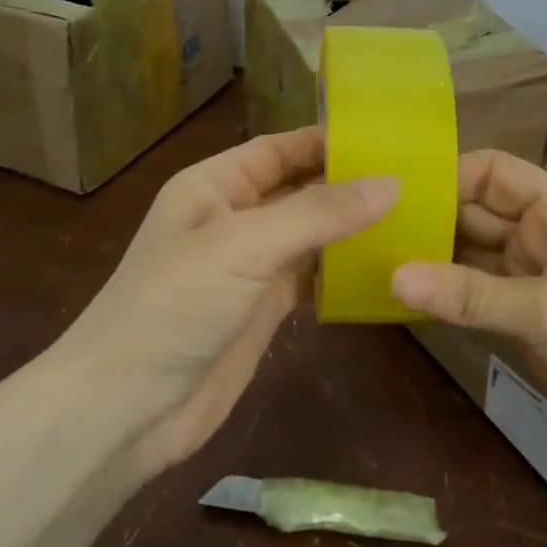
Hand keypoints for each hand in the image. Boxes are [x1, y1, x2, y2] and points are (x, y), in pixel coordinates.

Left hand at [67, 127, 395, 473]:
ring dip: (352, 228)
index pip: (280, 148)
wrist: (128, 406)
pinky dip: (342, 270)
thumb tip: (392, 184)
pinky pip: (311, 277)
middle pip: (299, 189)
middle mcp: (233, 218)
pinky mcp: (264, 309)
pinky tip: (384, 267)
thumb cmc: (176, 304)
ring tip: (415, 217)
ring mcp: (250, 266)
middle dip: (349, 184)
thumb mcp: (246, 244)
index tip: (390, 139)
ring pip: (310, 234)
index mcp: (215, 185)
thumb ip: (319, 213)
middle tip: (418, 179)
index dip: (329, 141)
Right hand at [391, 149, 546, 451]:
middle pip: (475, 212)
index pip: (495, 172)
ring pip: (469, 254)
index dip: (450, 174)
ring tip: (376, 258)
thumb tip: (393, 277)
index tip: (398, 189)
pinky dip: (444, 294)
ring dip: (432, 258)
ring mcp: (528, 277)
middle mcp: (539, 235)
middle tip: (373, 227)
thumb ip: (470, 294)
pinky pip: (473, 293)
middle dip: (431, 218)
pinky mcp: (520, 315)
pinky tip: (404, 295)